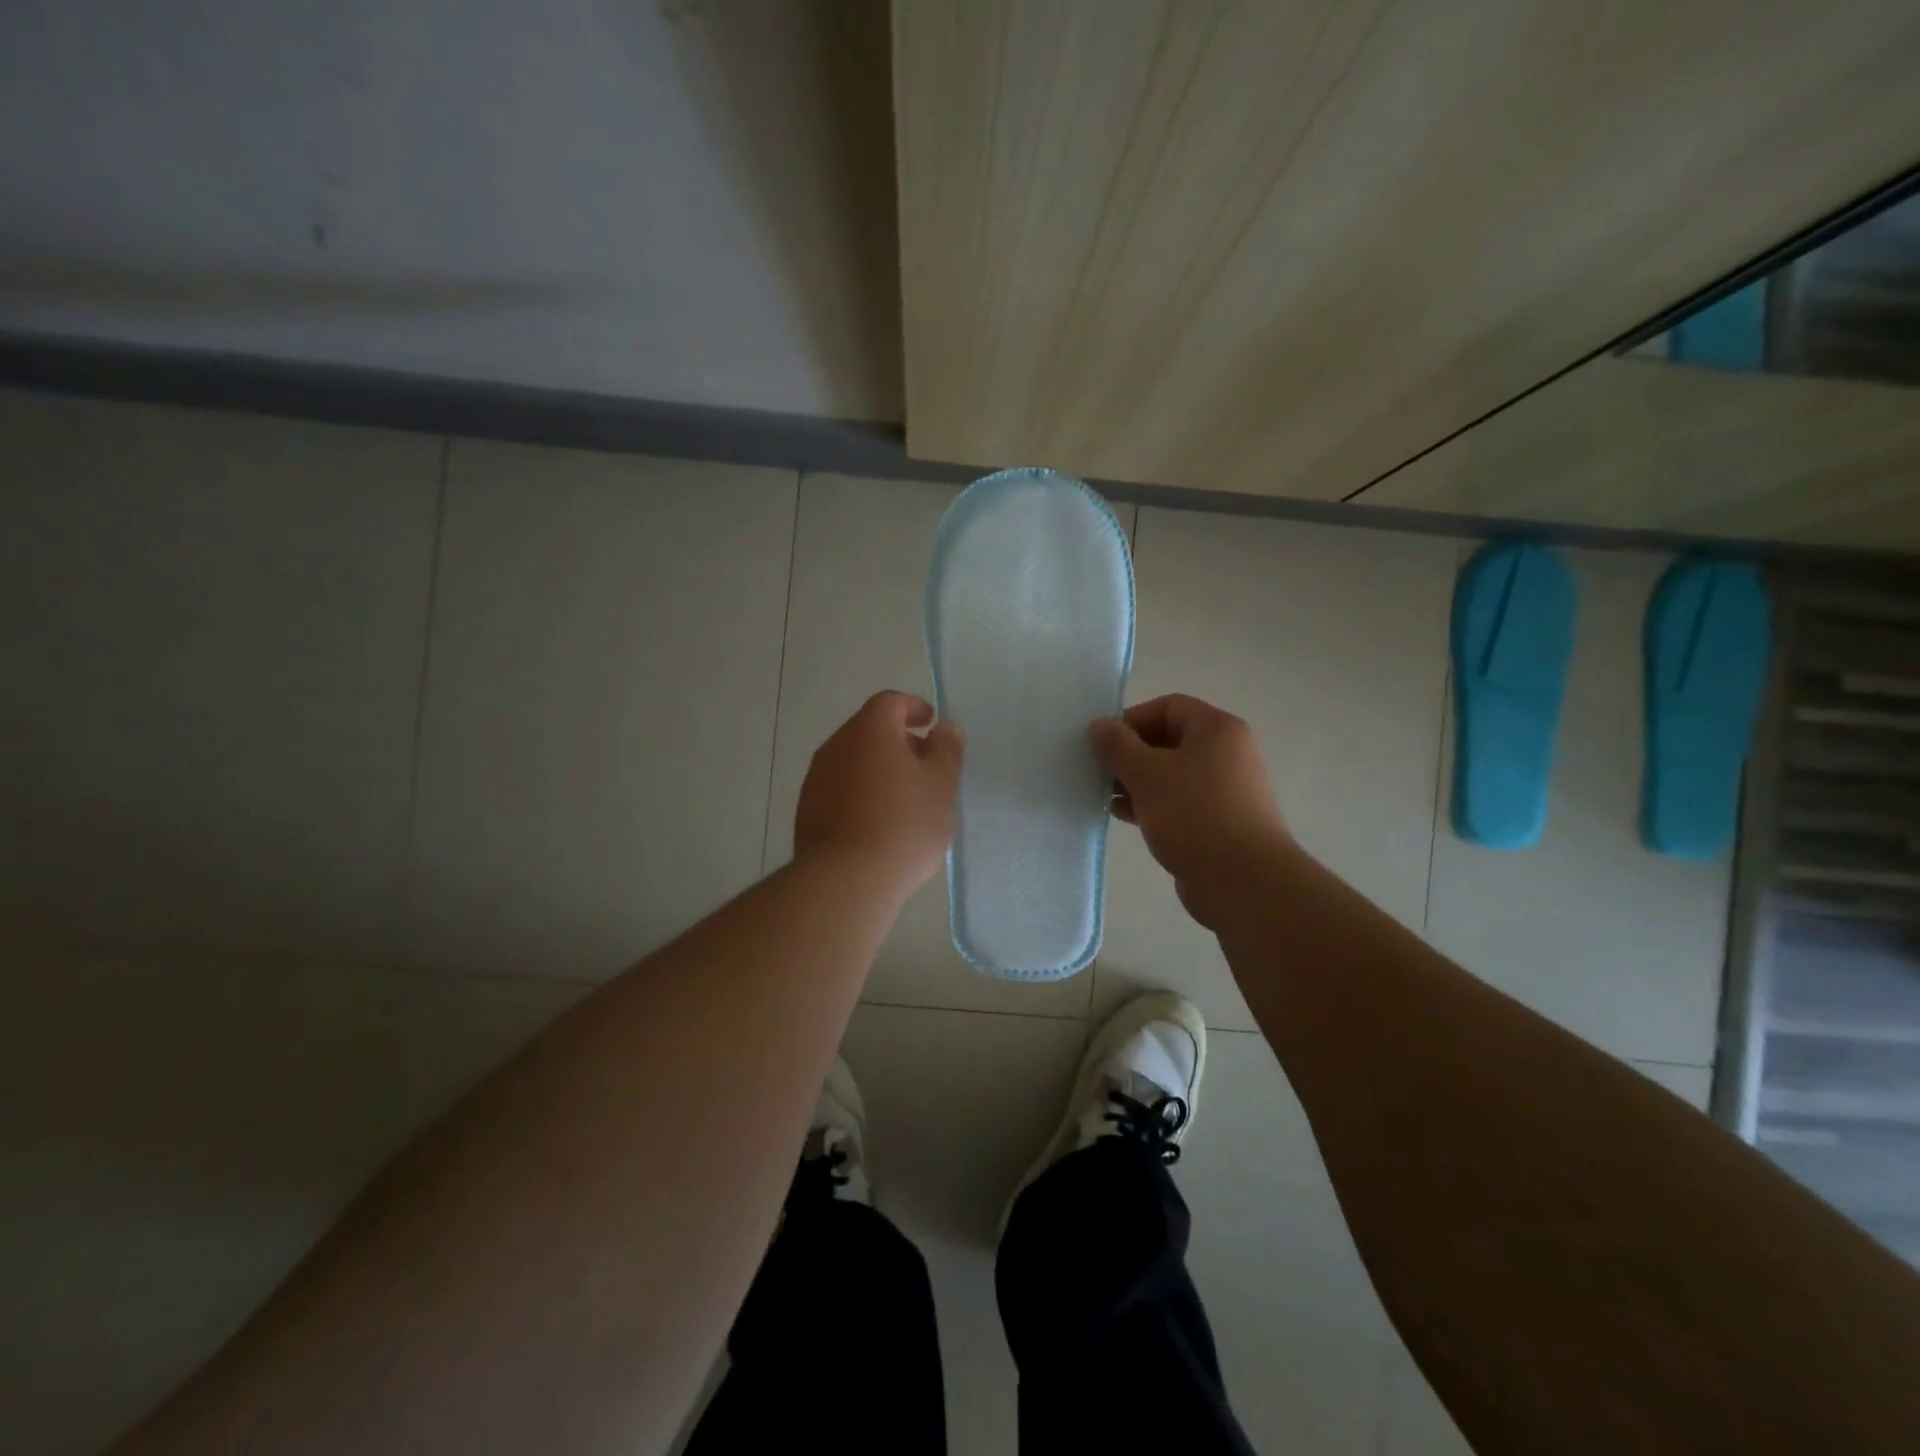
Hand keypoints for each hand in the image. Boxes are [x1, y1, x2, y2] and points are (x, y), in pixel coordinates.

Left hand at [795, 691, 963, 897]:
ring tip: (905, 799)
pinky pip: (840, 788)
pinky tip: (879, 823)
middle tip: (925, 765)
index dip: (913, 708)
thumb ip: (946, 749)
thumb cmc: (904, 824)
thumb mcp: (941, 785)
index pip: (890, 702)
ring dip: (879, 769)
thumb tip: (945, 727)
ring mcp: (816, 779)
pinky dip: (861, 792)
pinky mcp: (807, 810)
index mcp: (869, 730)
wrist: (846, 879)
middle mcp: (836, 745)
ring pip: (853, 761)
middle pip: (869, 730)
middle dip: (899, 741)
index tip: (932, 724)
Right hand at [1089, 694, 1289, 928]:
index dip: (1131, 719)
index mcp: (1217, 730)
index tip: (1101, 743)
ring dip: (1135, 781)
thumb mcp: (1146, 774)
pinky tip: (1122, 815)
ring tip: (1103, 795)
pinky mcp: (1218, 821)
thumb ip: (1118, 746)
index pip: (1167, 707)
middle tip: (1097, 770)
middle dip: (1129, 753)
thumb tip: (1099, 726)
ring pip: (1170, 774)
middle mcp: (1226, 753)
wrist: (1243, 881)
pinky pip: (1178, 801)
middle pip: (1168, 740)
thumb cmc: (1194, 815)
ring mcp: (1224, 789)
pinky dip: (1150, 803)